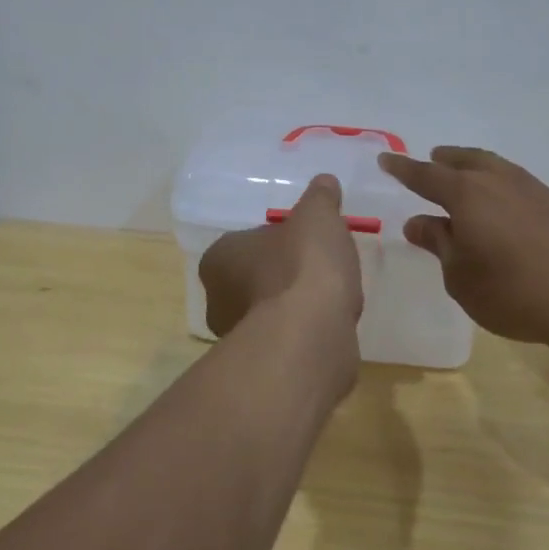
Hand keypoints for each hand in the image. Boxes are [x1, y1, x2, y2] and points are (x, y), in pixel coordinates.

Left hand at [199, 174, 365, 341]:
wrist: (310, 335)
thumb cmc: (303, 266)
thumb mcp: (317, 216)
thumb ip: (320, 198)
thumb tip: (325, 182)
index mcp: (219, 258)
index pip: (246, 242)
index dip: (277, 240)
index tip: (306, 241)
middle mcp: (218, 300)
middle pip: (256, 278)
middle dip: (283, 275)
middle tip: (320, 269)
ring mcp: (238, 338)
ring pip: (271, 312)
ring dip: (295, 306)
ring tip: (331, 298)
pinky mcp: (263, 367)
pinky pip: (288, 340)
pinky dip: (306, 333)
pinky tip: (330, 326)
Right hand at [379, 146, 548, 350]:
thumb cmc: (512, 292)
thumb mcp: (460, 277)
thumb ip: (439, 244)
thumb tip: (419, 222)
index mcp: (468, 195)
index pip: (426, 176)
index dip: (403, 168)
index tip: (386, 159)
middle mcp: (501, 182)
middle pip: (467, 161)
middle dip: (446, 160)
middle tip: (433, 159)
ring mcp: (537, 190)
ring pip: (500, 169)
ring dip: (479, 169)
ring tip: (471, 178)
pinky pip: (525, 188)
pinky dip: (508, 190)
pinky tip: (512, 210)